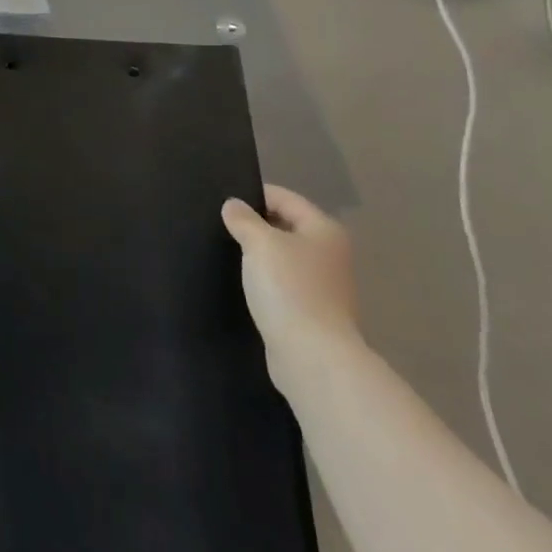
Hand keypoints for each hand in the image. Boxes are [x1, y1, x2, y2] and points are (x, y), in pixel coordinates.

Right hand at [222, 184, 360, 379]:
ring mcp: (325, 285)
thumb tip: (233, 205)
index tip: (224, 201)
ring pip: (285, 257)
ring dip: (260, 254)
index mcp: (324, 230)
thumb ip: (243, 220)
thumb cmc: (288, 289)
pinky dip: (266, 280)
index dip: (255, 195)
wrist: (312, 355)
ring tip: (228, 252)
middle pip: (287, 226)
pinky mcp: (313, 312)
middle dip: (256, 225)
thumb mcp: (259, 244)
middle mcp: (330, 254)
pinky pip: (284, 283)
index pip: (286, 198)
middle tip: (222, 226)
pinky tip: (244, 283)